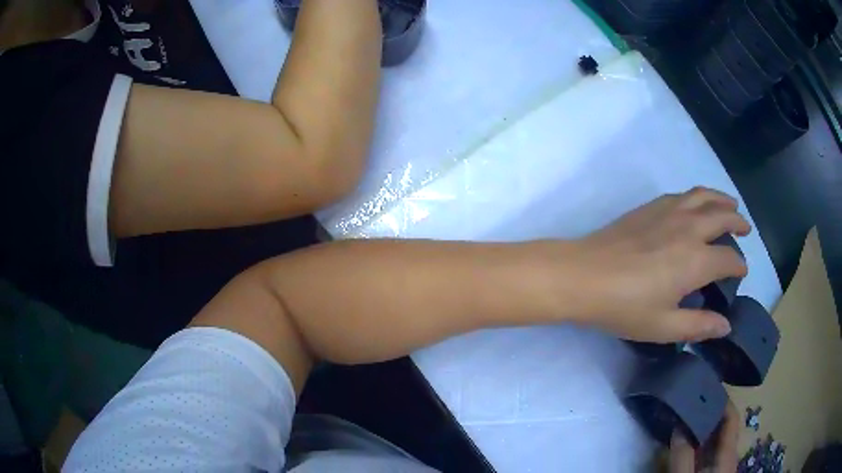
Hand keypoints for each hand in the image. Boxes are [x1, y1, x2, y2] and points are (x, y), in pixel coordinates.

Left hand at [568, 187, 749, 342]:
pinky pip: (682, 195)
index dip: (739, 266)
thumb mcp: (664, 327)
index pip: (728, 259)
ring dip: (721, 198)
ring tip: (730, 203)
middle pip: (722, 216)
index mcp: (696, 260)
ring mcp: (668, 212)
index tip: (742, 271)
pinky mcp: (650, 207)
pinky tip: (695, 204)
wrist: (583, 276)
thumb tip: (725, 326)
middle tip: (746, 228)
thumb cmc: (624, 307)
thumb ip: (698, 326)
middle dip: (738, 221)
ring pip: (703, 196)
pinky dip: (697, 196)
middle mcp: (688, 228)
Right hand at [669, 398, 739, 471]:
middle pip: (726, 425)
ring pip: (717, 437)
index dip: (723, 400)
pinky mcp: (713, 470)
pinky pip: (710, 449)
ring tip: (689, 414)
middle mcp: (729, 453)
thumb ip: (682, 456)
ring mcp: (722, 463)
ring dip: (705, 425)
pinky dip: (701, 440)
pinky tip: (689, 439)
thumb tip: (679, 425)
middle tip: (693, 399)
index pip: (732, 418)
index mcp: (728, 453)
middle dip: (711, 411)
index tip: (707, 386)